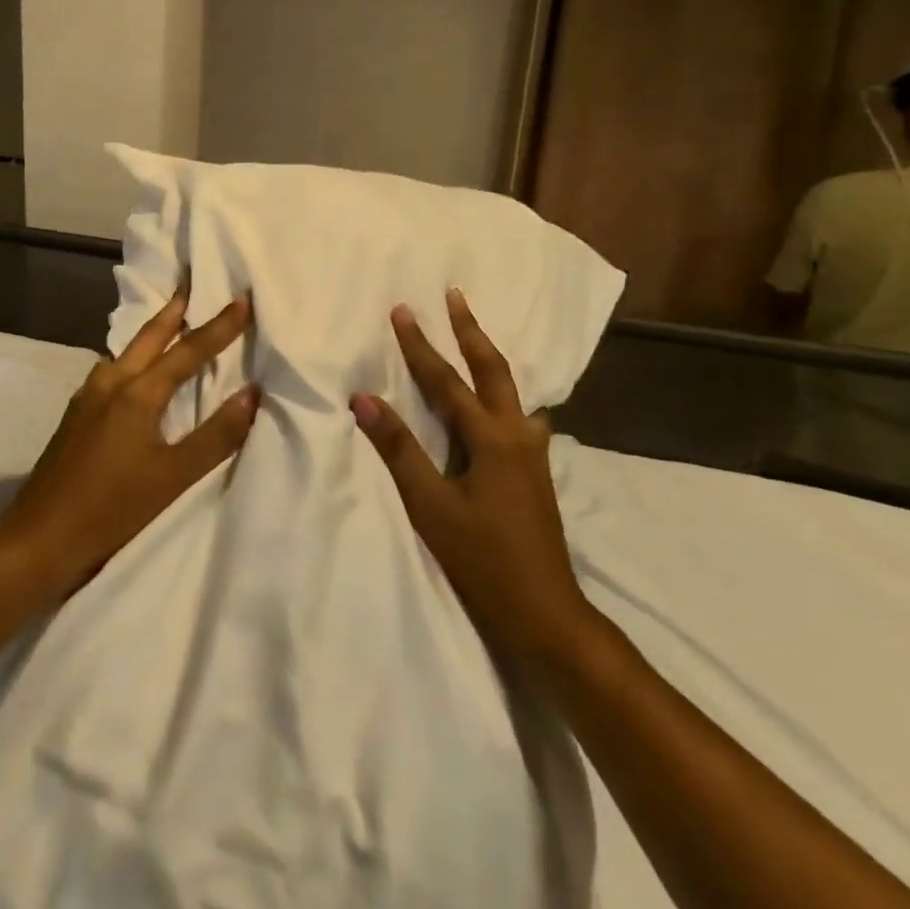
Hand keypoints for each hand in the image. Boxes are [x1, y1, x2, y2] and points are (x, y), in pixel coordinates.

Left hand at [0, 282, 258, 598]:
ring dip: (153, 333)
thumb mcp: (173, 477)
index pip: (188, 350)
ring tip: (172, 322)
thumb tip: (252, 393)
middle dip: (175, 310)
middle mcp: (110, 382)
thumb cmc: (112, 508)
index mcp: (137, 393)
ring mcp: (88, 396)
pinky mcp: (77, 413)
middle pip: (149, 336)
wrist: (39, 536)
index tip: (242, 298)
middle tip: (193, 285)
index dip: (219, 326)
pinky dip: (134, 357)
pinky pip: (113, 369)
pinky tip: (136, 370)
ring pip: (127, 351)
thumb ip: (216, 435)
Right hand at [351, 288, 594, 660]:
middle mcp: (517, 434)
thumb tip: (364, 399)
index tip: (402, 310)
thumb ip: (399, 449)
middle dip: (470, 330)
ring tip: (474, 337)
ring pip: (511, 389)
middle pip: (493, 369)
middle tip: (455, 296)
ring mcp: (531, 453)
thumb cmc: (483, 559)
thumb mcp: (432, 506)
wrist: (545, 612)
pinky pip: (517, 413)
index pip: (446, 380)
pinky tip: (500, 401)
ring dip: (488, 357)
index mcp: (491, 438)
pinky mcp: (534, 470)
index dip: (420, 345)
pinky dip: (502, 391)